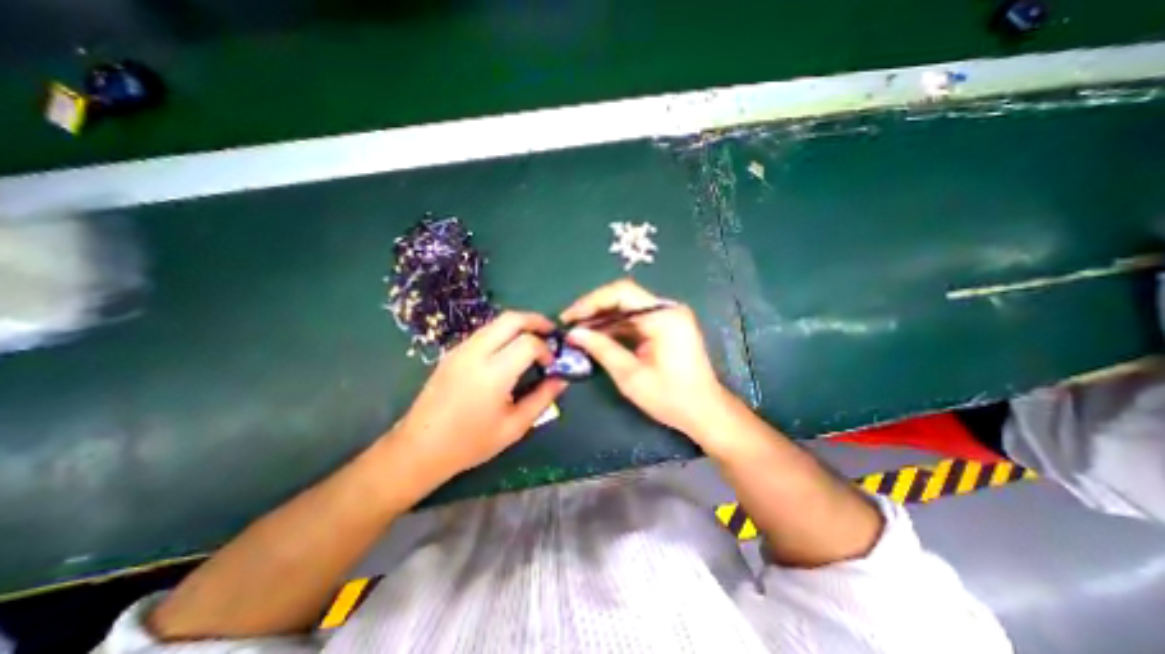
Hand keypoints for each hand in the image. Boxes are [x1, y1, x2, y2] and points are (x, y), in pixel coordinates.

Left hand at [392, 313, 569, 484]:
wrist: (420, 448)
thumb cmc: (470, 443)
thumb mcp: (514, 426)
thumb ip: (542, 398)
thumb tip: (561, 379)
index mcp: (492, 374)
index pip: (528, 343)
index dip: (546, 349)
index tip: (552, 364)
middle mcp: (475, 353)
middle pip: (512, 319)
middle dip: (536, 321)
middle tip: (551, 333)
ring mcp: (461, 349)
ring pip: (497, 322)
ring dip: (520, 324)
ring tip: (534, 339)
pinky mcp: (453, 352)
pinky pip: (485, 331)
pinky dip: (504, 332)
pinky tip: (510, 350)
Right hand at [561, 277, 730, 438]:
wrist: (705, 412)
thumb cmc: (671, 398)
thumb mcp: (631, 376)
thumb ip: (602, 349)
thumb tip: (574, 333)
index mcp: (663, 317)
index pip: (621, 293)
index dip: (590, 302)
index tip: (569, 317)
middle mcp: (667, 309)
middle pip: (623, 297)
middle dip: (594, 310)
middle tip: (569, 325)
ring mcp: (668, 317)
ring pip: (627, 308)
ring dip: (602, 319)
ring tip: (578, 333)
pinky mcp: (665, 327)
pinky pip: (635, 320)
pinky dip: (615, 327)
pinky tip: (597, 337)